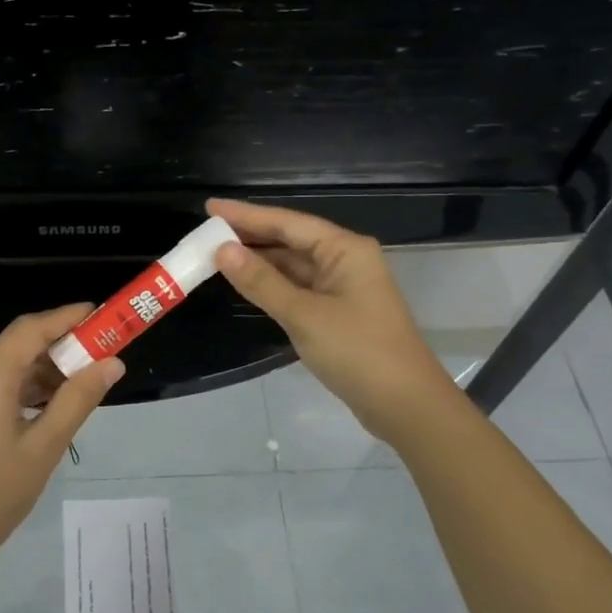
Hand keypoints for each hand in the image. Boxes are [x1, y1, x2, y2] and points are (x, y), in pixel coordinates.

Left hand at [0, 304, 124, 565]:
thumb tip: (112, 364)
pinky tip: (42, 402)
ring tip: (76, 383)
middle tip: (96, 356)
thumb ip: (78, 399)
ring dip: (36, 368)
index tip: (99, 314)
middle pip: (14, 344)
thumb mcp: (44, 448)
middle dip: (56, 346)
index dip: (65, 317)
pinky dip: (15, 384)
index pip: (29, 329)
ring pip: (0, 363)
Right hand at [207, 198, 456, 444]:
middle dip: (250, 236)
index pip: (287, 222)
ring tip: (217, 256)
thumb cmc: (357, 352)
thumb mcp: (303, 315)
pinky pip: (298, 288)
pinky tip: (247, 284)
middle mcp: (345, 260)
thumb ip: (261, 282)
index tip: (210, 207)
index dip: (246, 215)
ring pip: (293, 266)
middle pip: (291, 240)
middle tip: (206, 233)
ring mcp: (343, 288)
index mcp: (345, 249)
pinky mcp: (338, 313)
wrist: (405, 405)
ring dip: (259, 262)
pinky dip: (272, 285)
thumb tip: (222, 250)